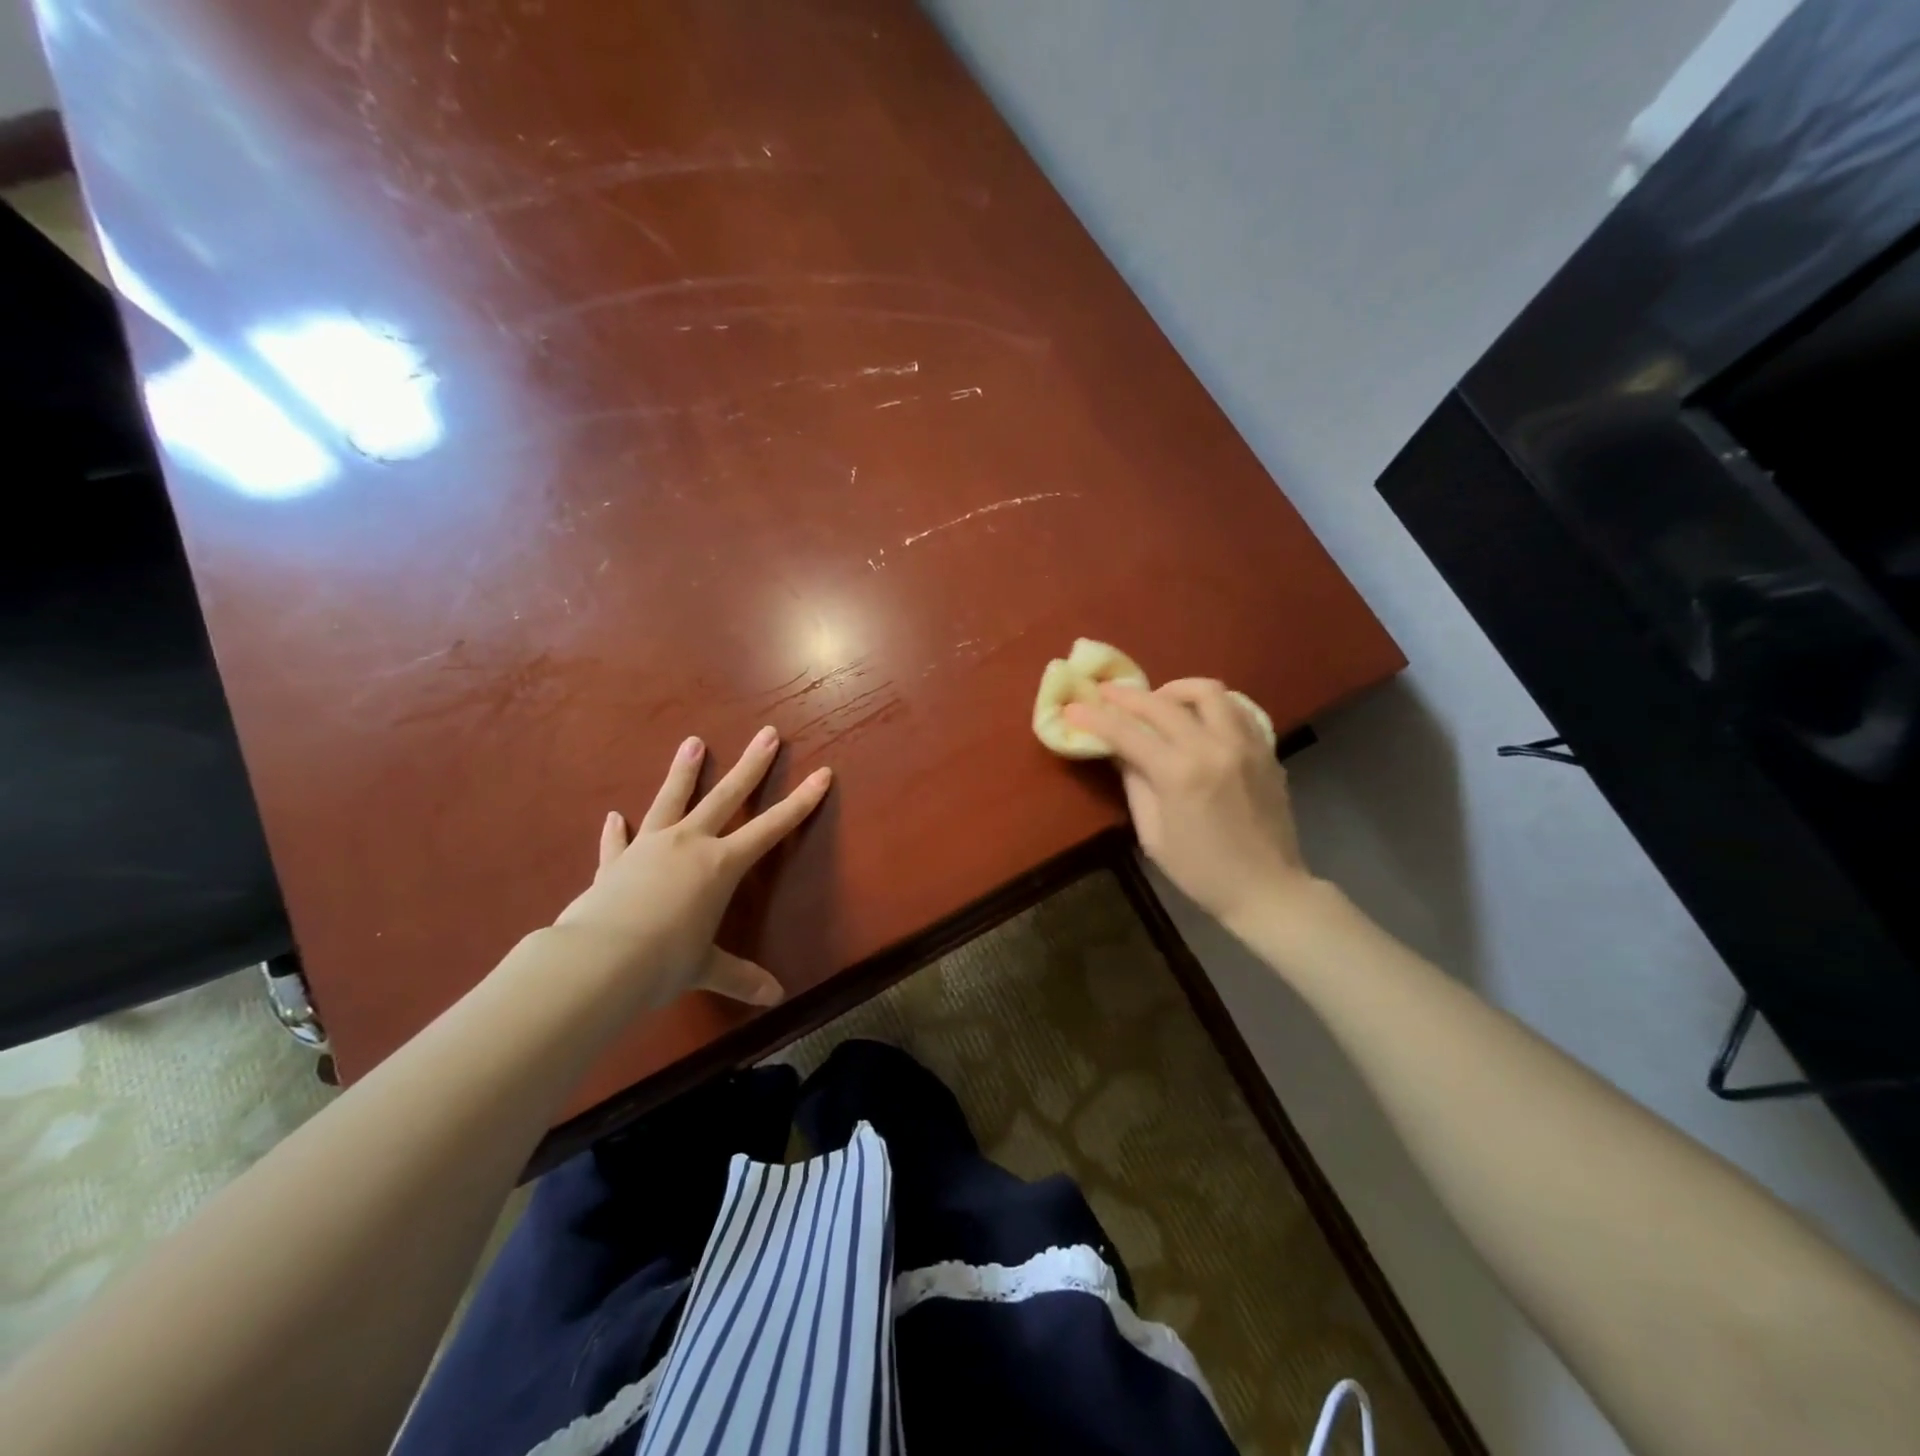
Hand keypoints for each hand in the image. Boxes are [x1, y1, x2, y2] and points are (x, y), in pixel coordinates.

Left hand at [550, 727, 831, 1009]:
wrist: (596, 962)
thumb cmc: (663, 962)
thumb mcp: (705, 969)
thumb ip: (740, 977)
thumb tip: (775, 999)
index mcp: (721, 864)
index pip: (772, 827)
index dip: (800, 802)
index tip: (822, 773)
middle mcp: (689, 844)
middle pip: (726, 795)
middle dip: (751, 765)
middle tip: (768, 733)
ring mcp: (649, 847)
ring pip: (671, 800)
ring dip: (684, 771)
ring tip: (692, 741)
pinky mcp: (614, 862)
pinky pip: (618, 841)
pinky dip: (617, 830)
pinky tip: (613, 815)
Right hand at [1064, 679, 1311, 927]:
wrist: (1267, 889)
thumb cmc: (1201, 872)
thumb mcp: (1153, 835)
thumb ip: (1135, 784)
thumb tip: (1120, 751)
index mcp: (1180, 774)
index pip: (1128, 733)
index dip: (1096, 718)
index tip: (1074, 707)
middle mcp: (1213, 747)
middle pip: (1162, 703)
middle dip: (1128, 696)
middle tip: (1107, 694)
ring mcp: (1245, 744)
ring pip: (1208, 691)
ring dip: (1175, 690)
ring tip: (1158, 701)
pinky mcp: (1266, 749)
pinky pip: (1237, 709)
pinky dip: (1211, 706)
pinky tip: (1197, 719)